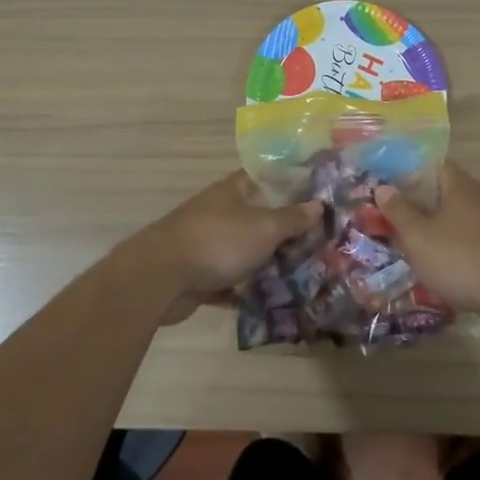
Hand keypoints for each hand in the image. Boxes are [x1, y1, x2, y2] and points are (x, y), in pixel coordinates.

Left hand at [134, 171, 321, 324]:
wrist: (161, 278)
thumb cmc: (218, 242)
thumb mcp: (264, 227)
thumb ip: (292, 218)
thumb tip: (318, 204)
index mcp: (232, 191)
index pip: (264, 179)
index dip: (289, 185)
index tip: (316, 197)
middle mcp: (219, 212)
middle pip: (257, 216)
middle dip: (283, 229)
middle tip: (318, 242)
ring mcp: (206, 243)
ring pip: (243, 250)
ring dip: (265, 261)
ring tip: (301, 273)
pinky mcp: (198, 274)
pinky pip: (229, 280)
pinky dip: (245, 289)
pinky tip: (270, 300)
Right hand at [375, 162, 479, 313]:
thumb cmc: (459, 258)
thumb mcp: (418, 236)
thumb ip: (398, 210)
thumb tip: (383, 188)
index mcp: (460, 186)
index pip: (433, 165)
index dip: (409, 172)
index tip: (389, 187)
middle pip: (444, 192)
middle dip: (419, 203)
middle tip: (393, 217)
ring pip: (456, 218)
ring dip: (435, 227)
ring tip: (411, 243)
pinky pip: (469, 239)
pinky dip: (452, 246)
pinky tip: (439, 264)